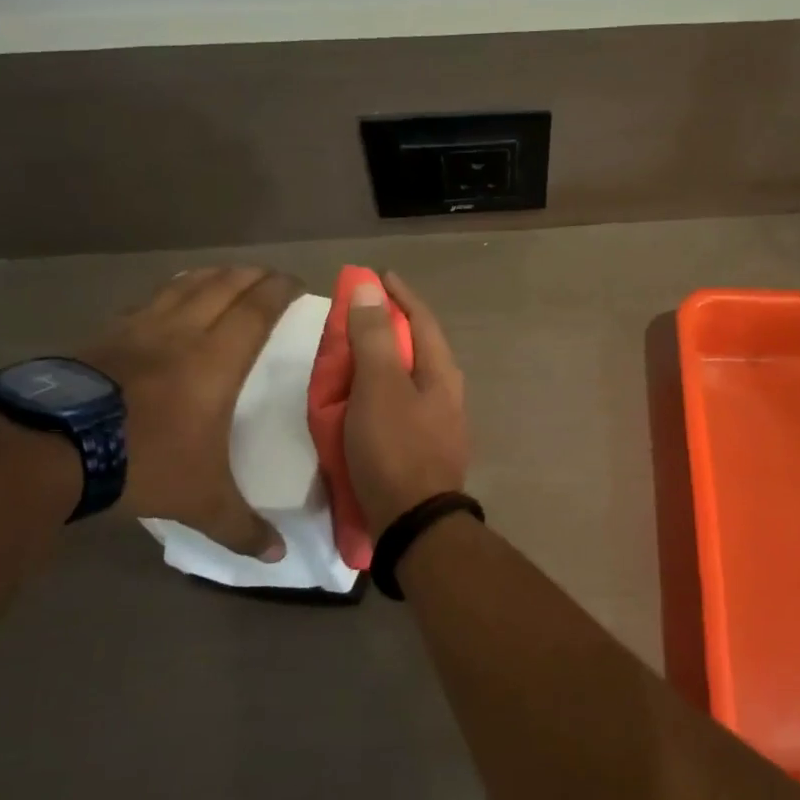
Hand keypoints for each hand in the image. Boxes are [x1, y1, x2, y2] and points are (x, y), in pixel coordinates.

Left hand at [78, 265, 301, 557]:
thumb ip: (241, 527)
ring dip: (210, 275)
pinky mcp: (102, 336)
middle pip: (223, 287)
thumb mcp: (200, 501)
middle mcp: (181, 334)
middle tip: (268, 275)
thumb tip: (278, 558)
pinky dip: (167, 292)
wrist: (50, 449)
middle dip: (251, 276)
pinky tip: (165, 299)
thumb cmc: (142, 462)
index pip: (256, 310)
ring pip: (183, 286)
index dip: (279, 291)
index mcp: (216, 361)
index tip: (296, 283)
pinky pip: (146, 302)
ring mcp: (137, 330)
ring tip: (225, 274)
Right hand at [345, 272, 469, 535]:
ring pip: (408, 378)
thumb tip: (370, 286)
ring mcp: (439, 424)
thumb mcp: (379, 386)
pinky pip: (400, 406)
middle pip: (417, 347)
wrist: (414, 523)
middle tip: (356, 317)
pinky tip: (361, 403)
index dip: (399, 295)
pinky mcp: (424, 449)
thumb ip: (374, 336)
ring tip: (353, 357)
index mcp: (441, 372)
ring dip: (383, 361)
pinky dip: (379, 393)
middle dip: (389, 327)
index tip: (378, 276)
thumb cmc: (395, 448)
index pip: (422, 319)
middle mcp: (447, 393)